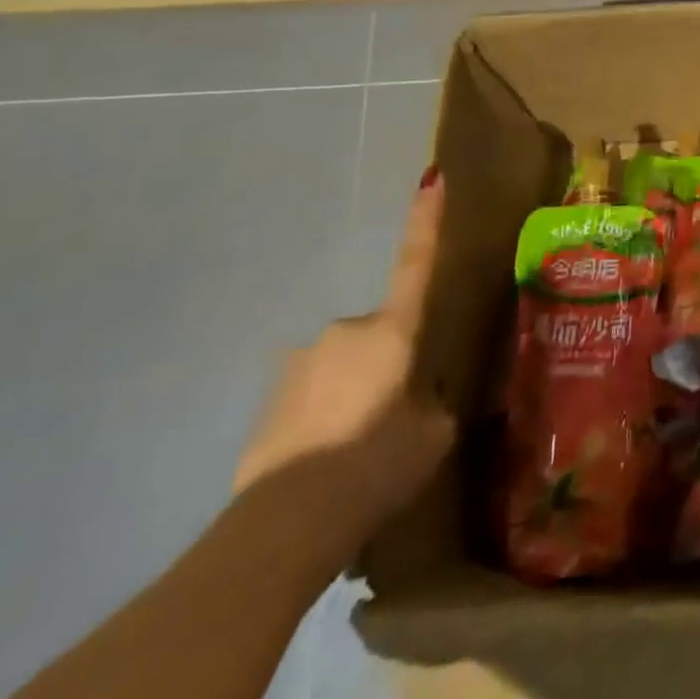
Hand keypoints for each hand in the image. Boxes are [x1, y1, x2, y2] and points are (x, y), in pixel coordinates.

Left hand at [234, 169, 457, 548]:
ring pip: (340, 367)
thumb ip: (431, 403)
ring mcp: (299, 363)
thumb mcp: (432, 434)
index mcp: (393, 329)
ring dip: (351, 392)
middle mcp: (345, 330)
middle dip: (386, 362)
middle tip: (394, 414)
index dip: (427, 219)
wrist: (287, 521)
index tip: (432, 178)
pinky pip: (309, 398)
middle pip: (378, 334)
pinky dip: (320, 419)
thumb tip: (421, 398)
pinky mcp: (267, 402)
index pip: (417, 262)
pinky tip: (324, 464)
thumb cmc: (378, 461)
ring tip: (355, 450)